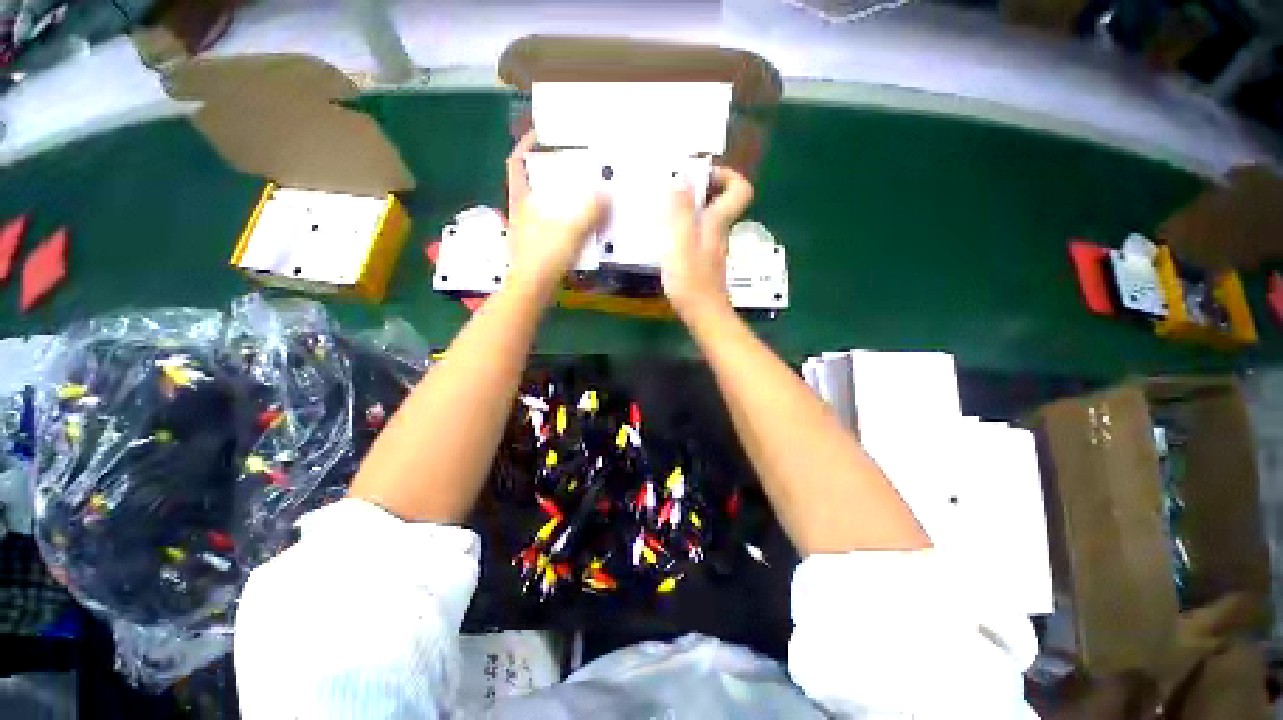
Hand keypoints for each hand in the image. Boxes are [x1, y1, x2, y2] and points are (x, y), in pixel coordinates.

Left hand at [504, 131, 606, 299]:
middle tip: (575, 166)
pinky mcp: (538, 247)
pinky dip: (566, 221)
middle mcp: (522, 212)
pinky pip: (553, 226)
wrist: (532, 290)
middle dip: (550, 172)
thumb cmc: (544, 257)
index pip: (517, 163)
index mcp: (521, 200)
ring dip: (560, 198)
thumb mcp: (570, 231)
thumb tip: (605, 195)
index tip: (542, 134)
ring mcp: (529, 231)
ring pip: (544, 205)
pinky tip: (583, 226)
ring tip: (584, 194)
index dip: (526, 145)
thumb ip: (589, 213)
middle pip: (533, 183)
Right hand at [662, 167, 753, 320]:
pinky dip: (684, 228)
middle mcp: (719, 232)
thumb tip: (683, 177)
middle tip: (675, 190)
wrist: (702, 314)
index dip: (725, 176)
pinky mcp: (703, 262)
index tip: (700, 175)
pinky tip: (666, 236)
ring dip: (689, 209)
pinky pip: (697, 234)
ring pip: (707, 218)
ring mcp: (711, 248)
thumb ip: (681, 210)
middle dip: (701, 189)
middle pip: (721, 202)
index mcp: (718, 223)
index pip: (740, 190)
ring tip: (664, 209)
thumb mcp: (681, 241)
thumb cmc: (691, 279)